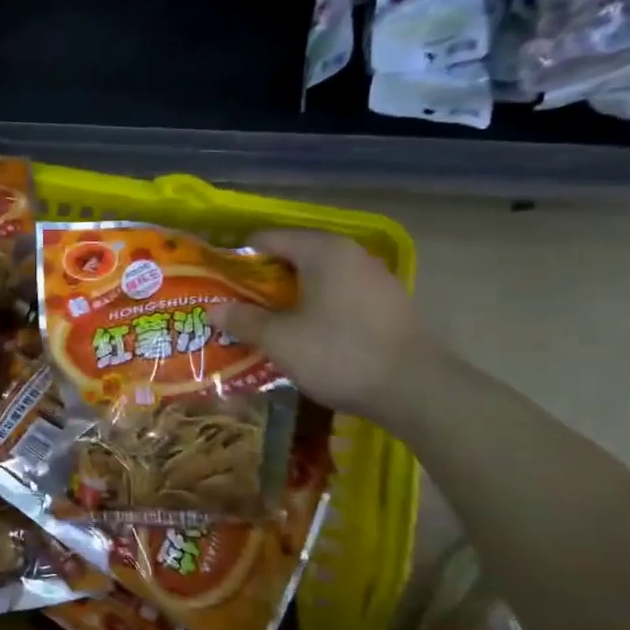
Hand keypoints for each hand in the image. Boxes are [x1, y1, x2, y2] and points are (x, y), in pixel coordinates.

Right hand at [207, 229, 445, 425]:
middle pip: (293, 257)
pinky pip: (338, 296)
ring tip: (264, 322)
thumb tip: (213, 309)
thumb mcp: (280, 340)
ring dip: (288, 297)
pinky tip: (303, 335)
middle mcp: (350, 255)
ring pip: (317, 278)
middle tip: (235, 305)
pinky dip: (315, 308)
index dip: (237, 260)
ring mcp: (374, 279)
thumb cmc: (340, 353)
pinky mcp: (387, 305)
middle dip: (261, 281)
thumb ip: (243, 320)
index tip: (217, 283)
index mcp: (322, 251)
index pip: (267, 239)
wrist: (417, 390)